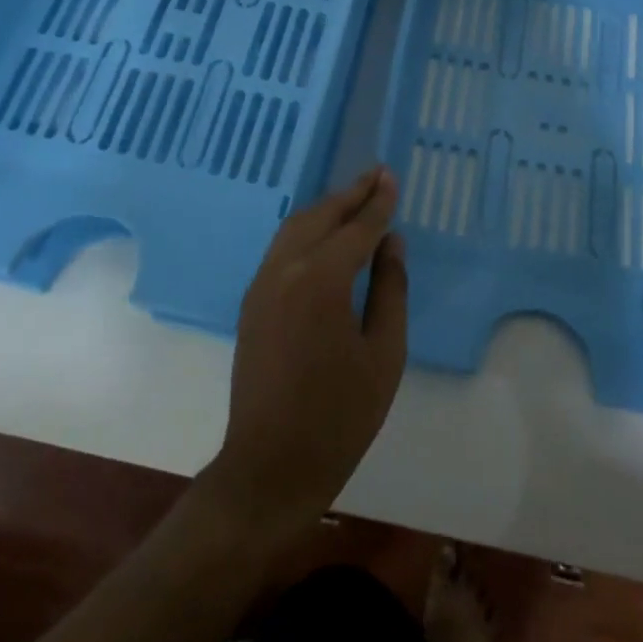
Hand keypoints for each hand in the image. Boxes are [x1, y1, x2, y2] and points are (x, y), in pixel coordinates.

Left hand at [202, 166, 407, 541]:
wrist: (269, 466)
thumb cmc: (339, 416)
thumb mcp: (384, 354)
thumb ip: (390, 289)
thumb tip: (391, 242)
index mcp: (321, 281)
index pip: (356, 228)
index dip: (377, 202)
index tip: (391, 176)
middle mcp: (285, 269)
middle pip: (321, 216)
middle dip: (351, 194)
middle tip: (377, 175)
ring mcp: (262, 284)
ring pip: (295, 227)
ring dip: (326, 208)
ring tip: (354, 197)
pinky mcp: (251, 301)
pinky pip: (281, 247)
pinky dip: (306, 229)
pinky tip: (323, 233)